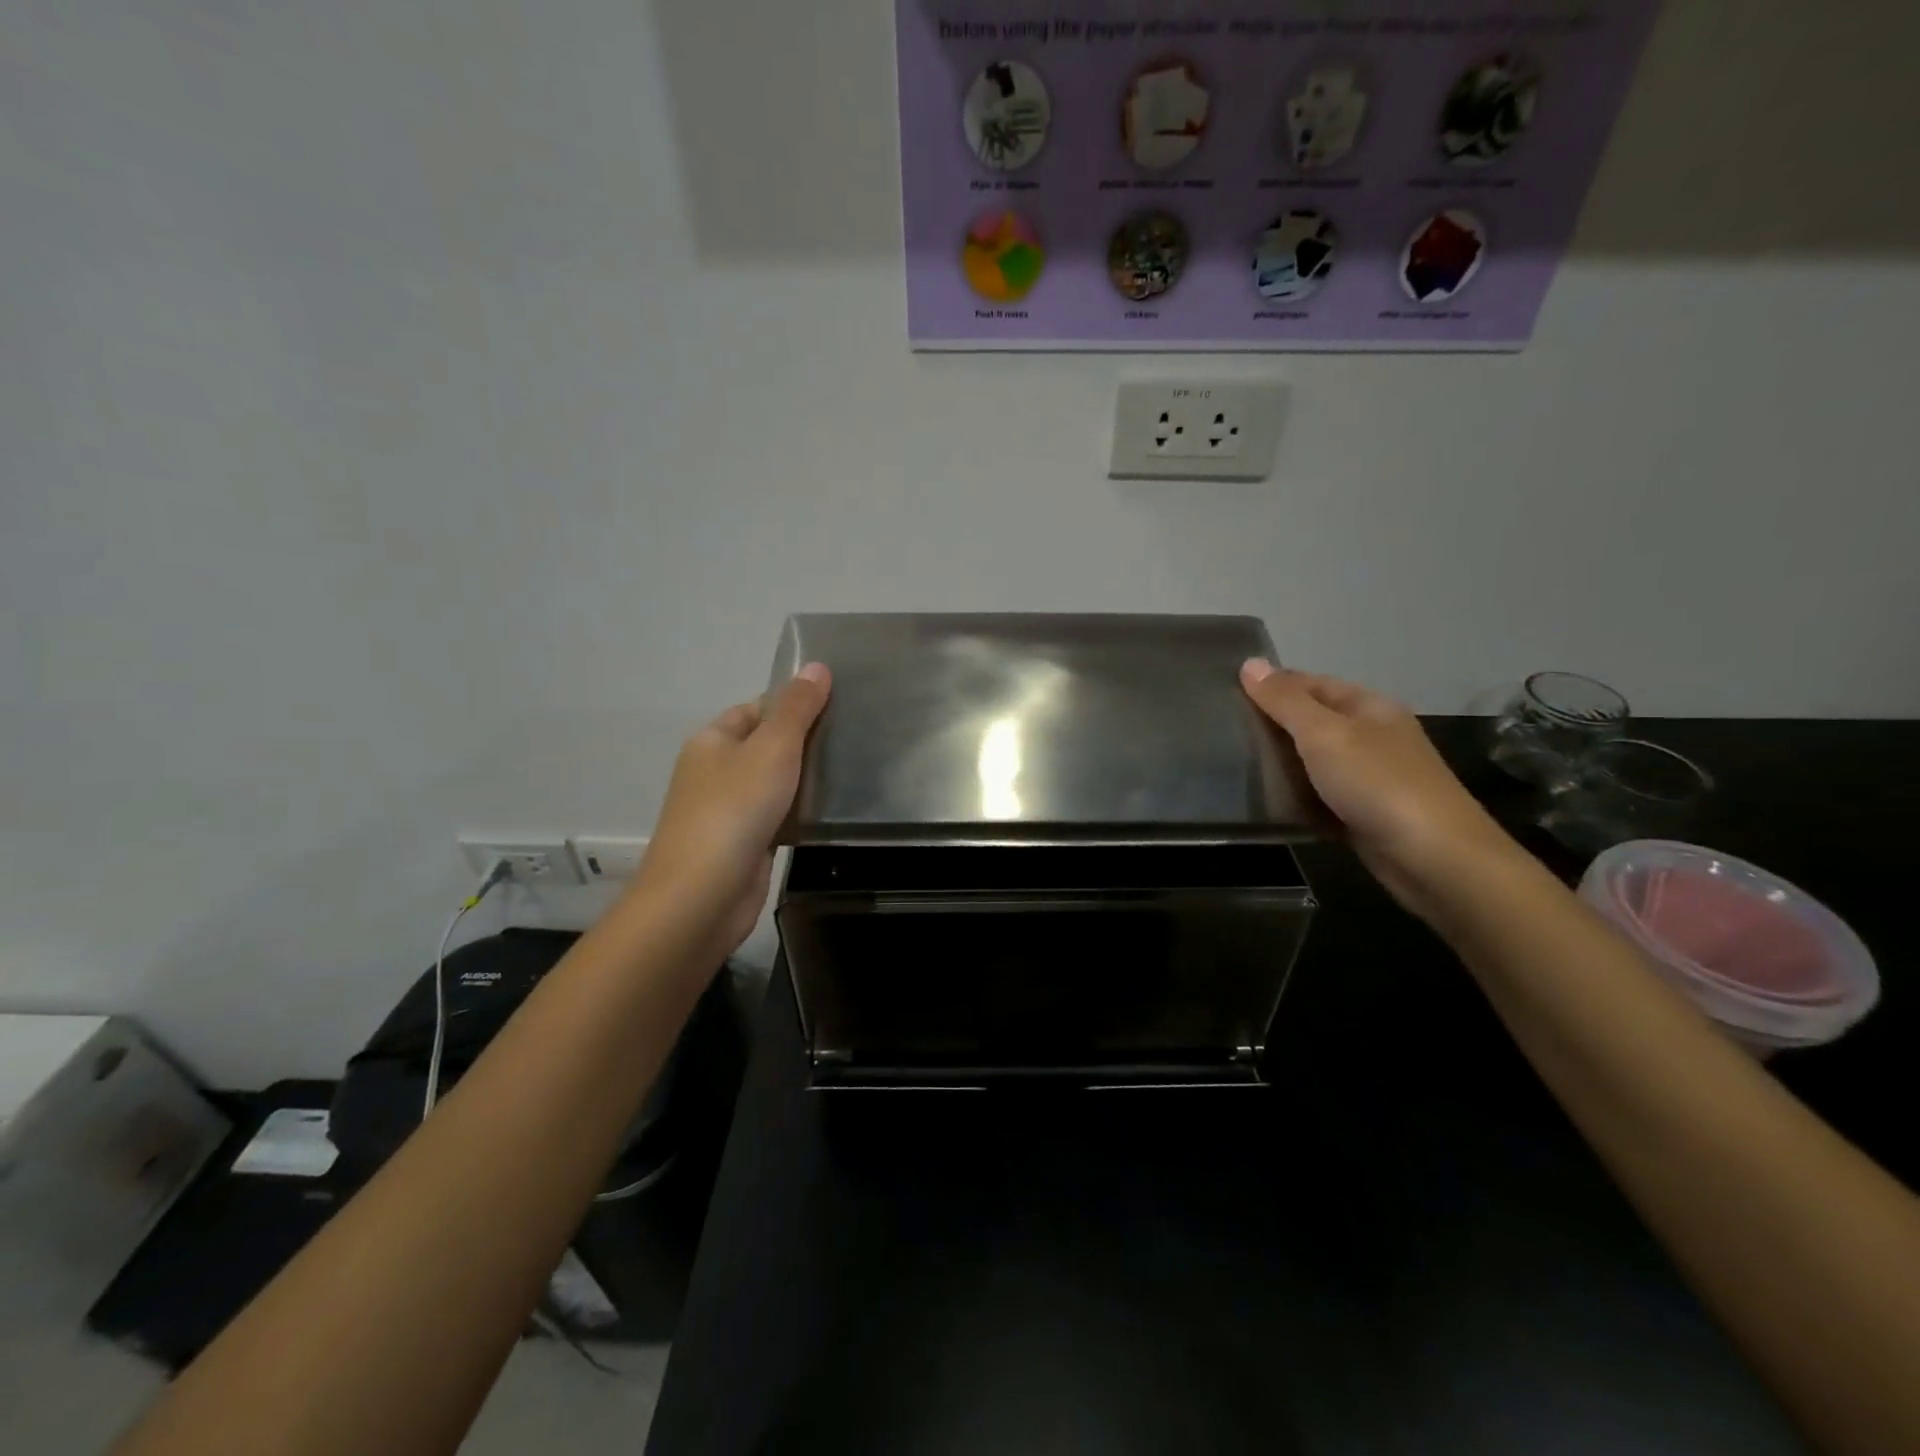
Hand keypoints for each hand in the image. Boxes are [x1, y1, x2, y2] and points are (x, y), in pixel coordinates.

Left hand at [634, 663, 830, 954]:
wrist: (703, 895)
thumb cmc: (734, 810)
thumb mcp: (772, 748)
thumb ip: (798, 709)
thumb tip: (817, 666)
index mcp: (712, 741)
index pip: (757, 708)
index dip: (794, 704)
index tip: (839, 705)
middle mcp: (715, 772)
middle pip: (767, 745)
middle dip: (806, 742)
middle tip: (855, 736)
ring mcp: (729, 811)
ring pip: (775, 784)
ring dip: (806, 780)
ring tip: (855, 769)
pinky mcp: (745, 844)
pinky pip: (779, 817)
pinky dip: (801, 813)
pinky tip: (834, 811)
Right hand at [1240, 658, 1508, 912]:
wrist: (1433, 859)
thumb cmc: (1377, 783)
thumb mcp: (1324, 734)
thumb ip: (1285, 701)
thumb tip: (1249, 662)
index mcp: (1369, 707)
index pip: (1313, 683)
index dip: (1274, 685)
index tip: (1227, 694)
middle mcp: (1372, 737)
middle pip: (1313, 722)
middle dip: (1273, 725)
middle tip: (1224, 731)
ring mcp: (1370, 778)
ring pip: (1314, 762)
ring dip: (1281, 764)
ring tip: (1235, 765)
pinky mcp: (1363, 815)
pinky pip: (1320, 797)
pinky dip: (1296, 797)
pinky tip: (1266, 802)